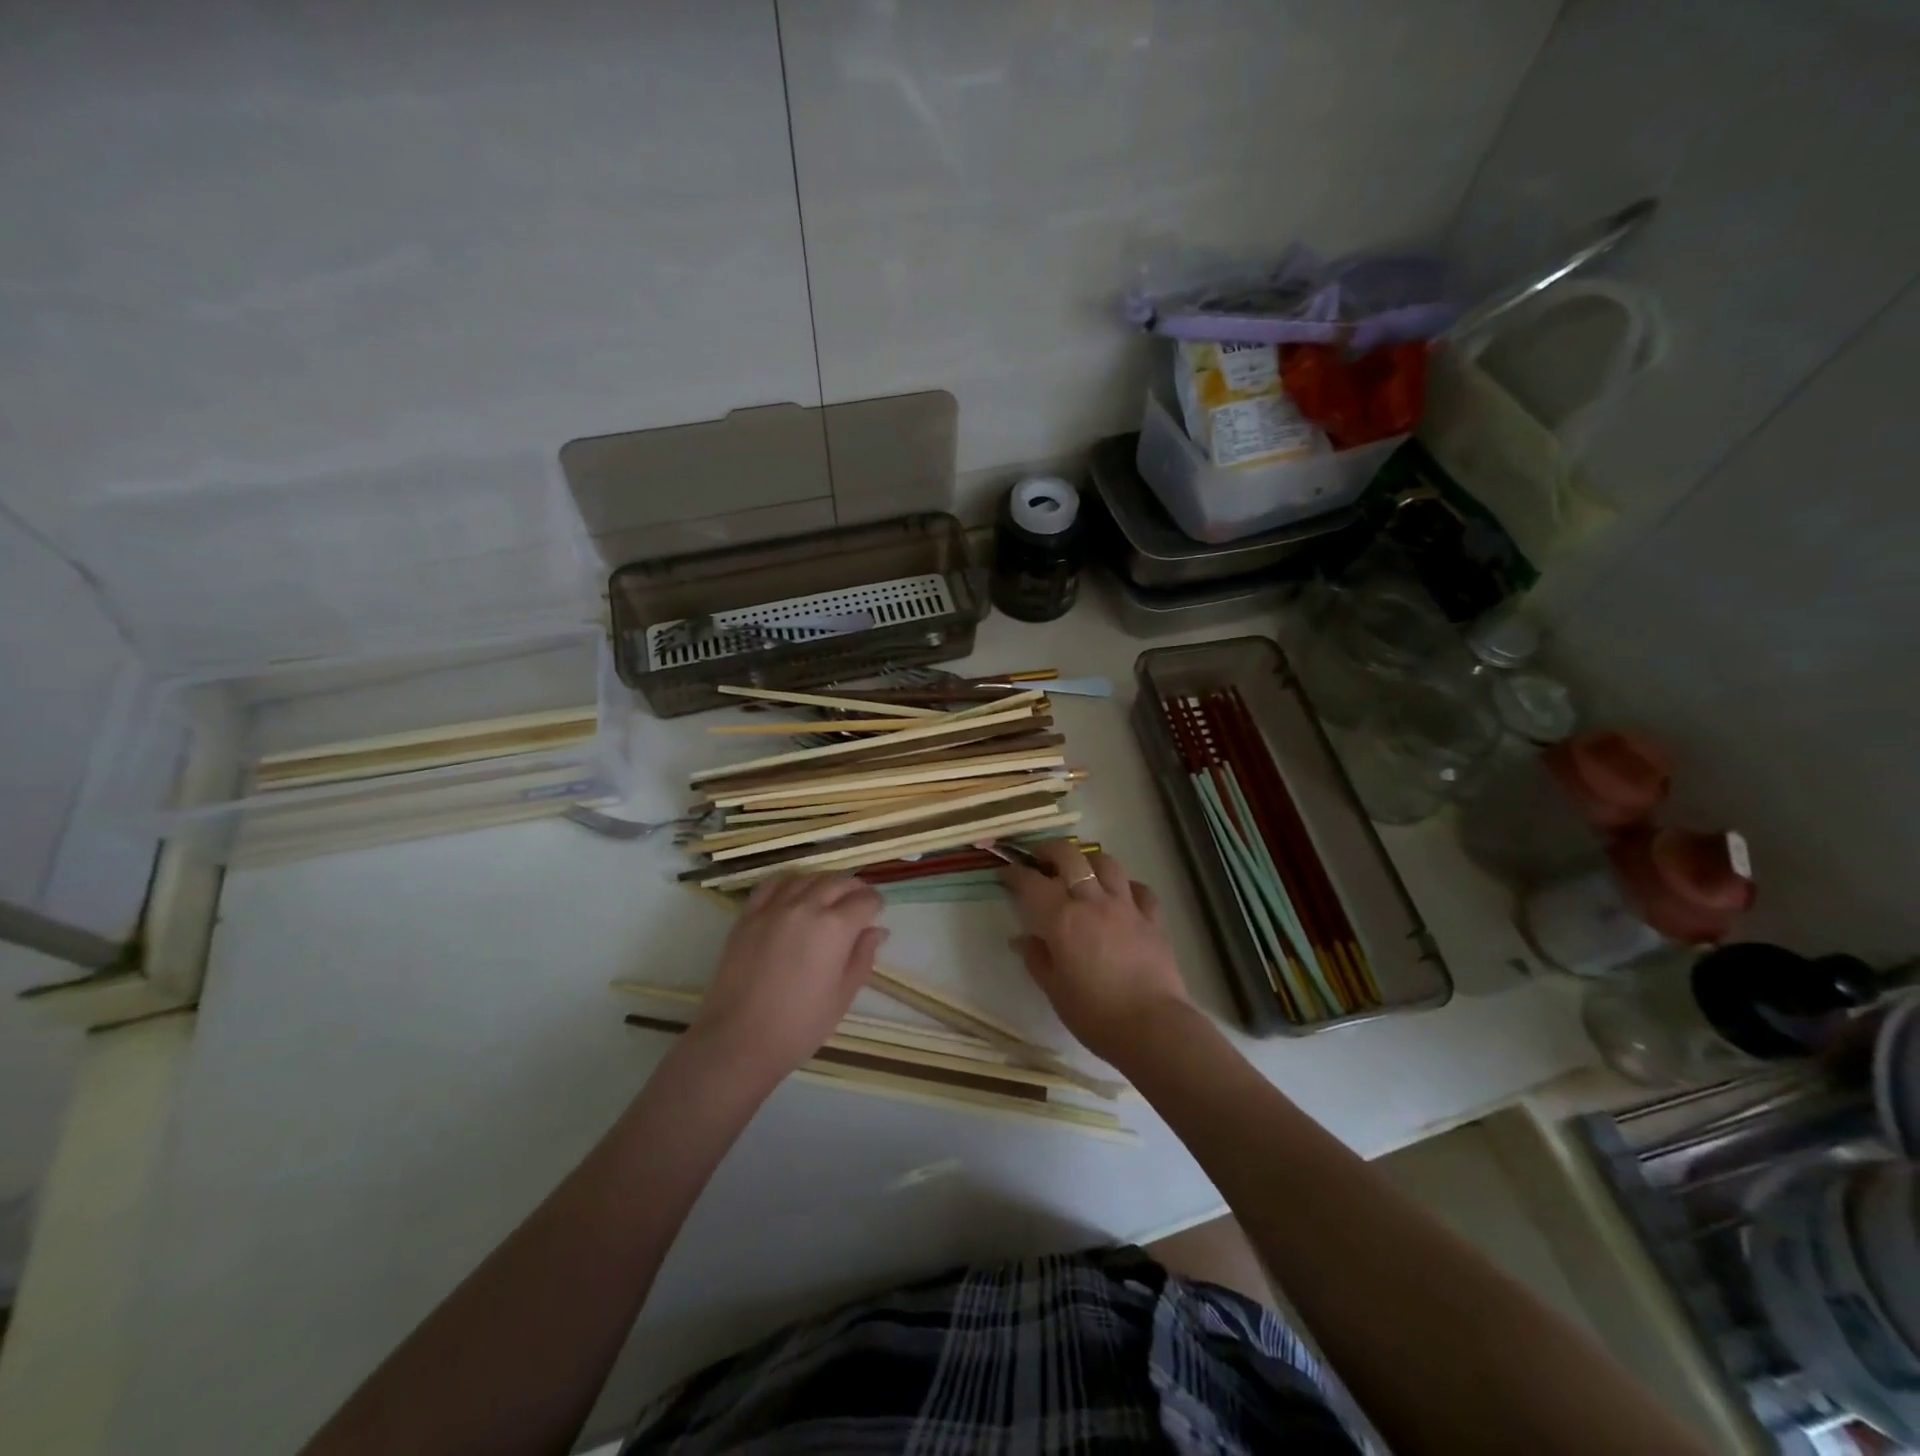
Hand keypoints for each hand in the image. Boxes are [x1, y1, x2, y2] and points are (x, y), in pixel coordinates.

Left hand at [690, 874, 887, 1081]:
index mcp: (835, 927)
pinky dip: (789, 882)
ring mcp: (773, 908)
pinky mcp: (748, 916)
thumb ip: (863, 957)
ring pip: (807, 877)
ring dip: (824, 882)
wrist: (739, 1041)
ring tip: (828, 897)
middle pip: (838, 882)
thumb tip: (876, 931)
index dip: (875, 905)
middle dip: (854, 888)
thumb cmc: (800, 1025)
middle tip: (858, 904)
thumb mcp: (843, 995)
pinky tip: (794, 893)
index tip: (875, 915)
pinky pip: (772, 884)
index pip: (865, 900)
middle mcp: (806, 907)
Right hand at [999, 841, 1190, 1064]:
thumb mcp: (1054, 990)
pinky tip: (1121, 897)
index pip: (1031, 882)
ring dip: (1089, 861)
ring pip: (1106, 862)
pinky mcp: (1153, 919)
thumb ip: (1036, 958)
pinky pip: (1140, 889)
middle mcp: (1092, 901)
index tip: (1005, 872)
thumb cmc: (1094, 1014)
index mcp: (1062, 919)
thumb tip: (1022, 939)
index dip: (1014, 873)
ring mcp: (1126, 906)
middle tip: (1040, 859)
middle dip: (1050, 850)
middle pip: (1070, 855)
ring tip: (1081, 872)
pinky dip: (1127, 887)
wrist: (1152, 1028)